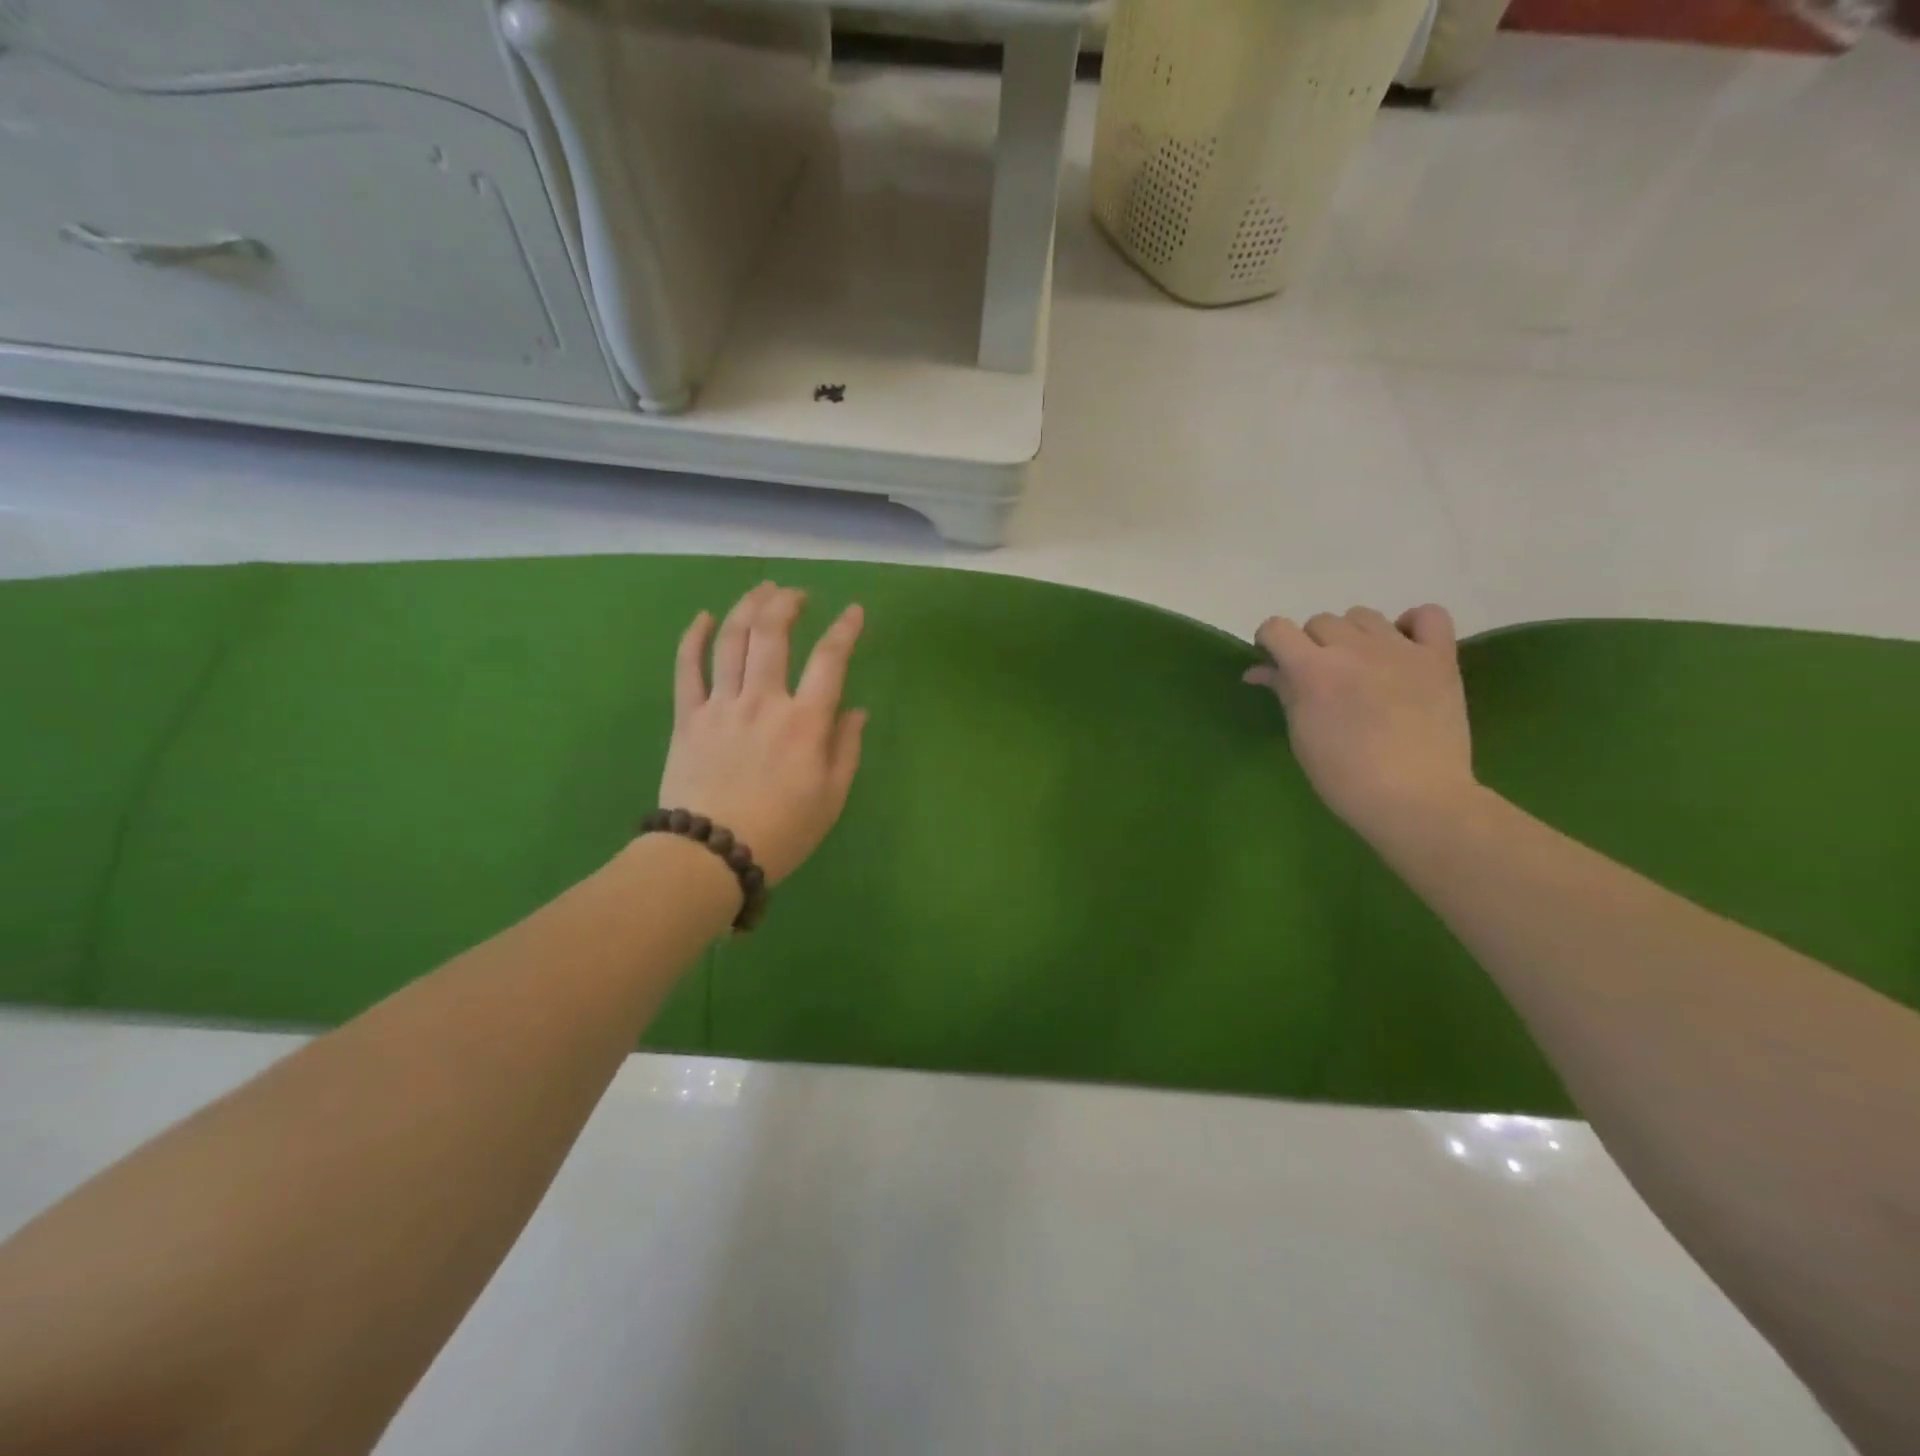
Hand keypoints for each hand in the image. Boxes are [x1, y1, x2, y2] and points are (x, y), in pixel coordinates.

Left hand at [659, 582, 867, 884]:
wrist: (710, 856)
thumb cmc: (782, 832)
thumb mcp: (832, 798)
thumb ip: (846, 748)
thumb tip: (856, 711)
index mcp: (805, 722)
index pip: (830, 660)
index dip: (845, 630)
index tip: (855, 611)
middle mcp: (763, 701)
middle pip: (772, 634)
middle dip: (787, 603)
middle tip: (798, 594)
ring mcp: (721, 705)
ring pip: (731, 640)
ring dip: (748, 607)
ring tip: (761, 590)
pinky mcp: (689, 717)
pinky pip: (687, 667)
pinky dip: (695, 637)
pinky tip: (704, 617)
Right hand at [1245, 604, 1477, 845]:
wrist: (1415, 799)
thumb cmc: (1345, 778)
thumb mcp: (1302, 735)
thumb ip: (1283, 692)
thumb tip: (1259, 670)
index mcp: (1313, 670)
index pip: (1277, 628)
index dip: (1270, 642)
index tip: (1274, 661)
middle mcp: (1353, 649)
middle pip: (1320, 621)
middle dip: (1312, 644)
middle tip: (1321, 677)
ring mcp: (1400, 649)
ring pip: (1363, 615)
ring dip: (1353, 635)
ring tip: (1361, 665)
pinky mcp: (1440, 658)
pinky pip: (1428, 615)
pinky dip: (1413, 624)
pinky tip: (1404, 647)